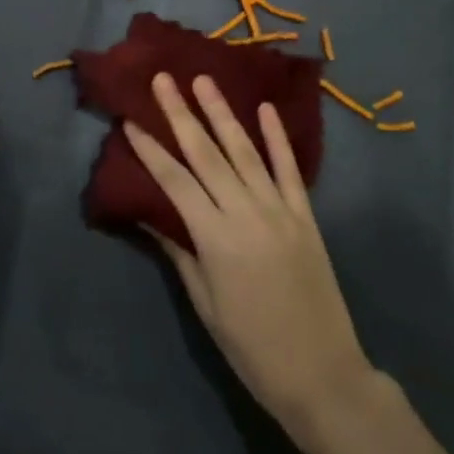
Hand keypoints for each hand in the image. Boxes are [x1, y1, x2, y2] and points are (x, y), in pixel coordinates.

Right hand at [126, 72, 375, 440]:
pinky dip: (277, 138)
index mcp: (215, 238)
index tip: (130, 120)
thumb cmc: (251, 347)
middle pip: (207, 154)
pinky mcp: (306, 216)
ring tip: (204, 80)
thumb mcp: (205, 304)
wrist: (322, 374)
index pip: (174, 181)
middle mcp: (247, 213)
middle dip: (181, 114)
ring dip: (223, 113)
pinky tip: (265, 109)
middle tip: (163, 79)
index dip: (150, 149)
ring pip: (246, 151)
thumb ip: (180, 252)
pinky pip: (290, 169)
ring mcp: (280, 210)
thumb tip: (149, 214)